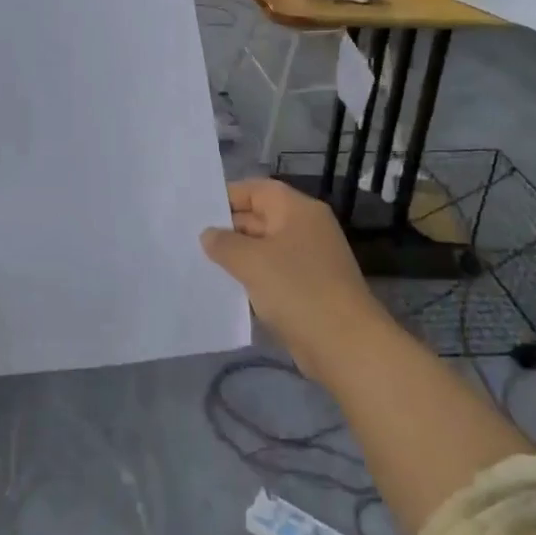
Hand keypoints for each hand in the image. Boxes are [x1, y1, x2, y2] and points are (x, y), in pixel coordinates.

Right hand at [201, 179, 387, 382]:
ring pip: (265, 248)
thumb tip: (209, 234)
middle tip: (190, 238)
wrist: (345, 345)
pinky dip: (252, 277)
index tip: (196, 210)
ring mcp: (310, 260)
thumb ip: (223, 243)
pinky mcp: (309, 288)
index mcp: (298, 210)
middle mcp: (306, 228)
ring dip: (238, 256)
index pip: (257, 189)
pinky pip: (273, 273)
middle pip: (260, 217)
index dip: (227, 196)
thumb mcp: (251, 261)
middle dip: (228, 228)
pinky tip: (227, 288)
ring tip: (201, 262)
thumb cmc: (297, 290)